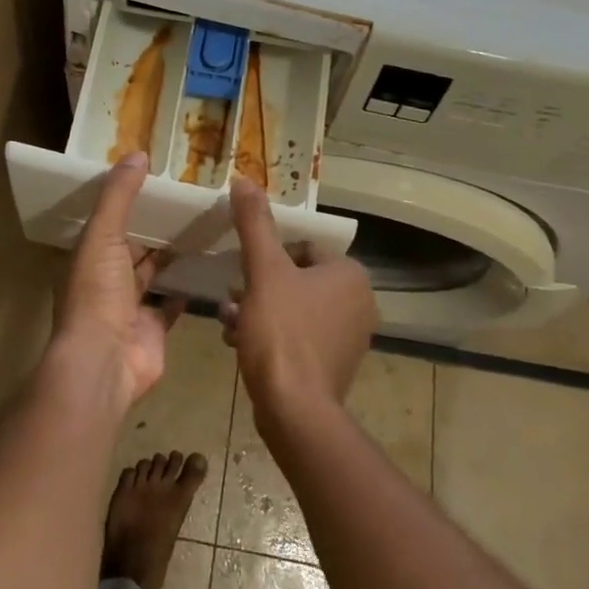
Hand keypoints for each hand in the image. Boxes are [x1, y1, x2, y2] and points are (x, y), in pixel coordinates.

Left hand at [55, 152, 182, 408]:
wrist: (104, 362)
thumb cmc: (98, 294)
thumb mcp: (103, 235)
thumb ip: (119, 196)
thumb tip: (138, 153)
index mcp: (89, 256)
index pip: (109, 222)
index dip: (129, 202)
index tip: (157, 181)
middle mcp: (106, 280)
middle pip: (132, 248)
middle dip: (153, 229)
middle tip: (187, 203)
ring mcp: (129, 308)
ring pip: (151, 275)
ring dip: (169, 257)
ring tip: (200, 230)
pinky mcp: (153, 330)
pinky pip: (168, 306)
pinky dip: (182, 292)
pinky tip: (202, 270)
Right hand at [220, 176, 378, 432]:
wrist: (295, 410)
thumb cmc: (282, 332)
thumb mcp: (263, 270)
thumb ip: (255, 223)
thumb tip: (244, 178)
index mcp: (350, 275)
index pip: (302, 249)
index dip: (269, 258)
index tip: (244, 273)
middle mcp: (359, 303)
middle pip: (296, 279)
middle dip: (259, 287)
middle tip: (232, 298)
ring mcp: (349, 338)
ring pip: (293, 309)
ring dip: (258, 310)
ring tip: (230, 322)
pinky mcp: (335, 366)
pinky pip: (298, 337)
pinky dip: (271, 336)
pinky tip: (239, 344)